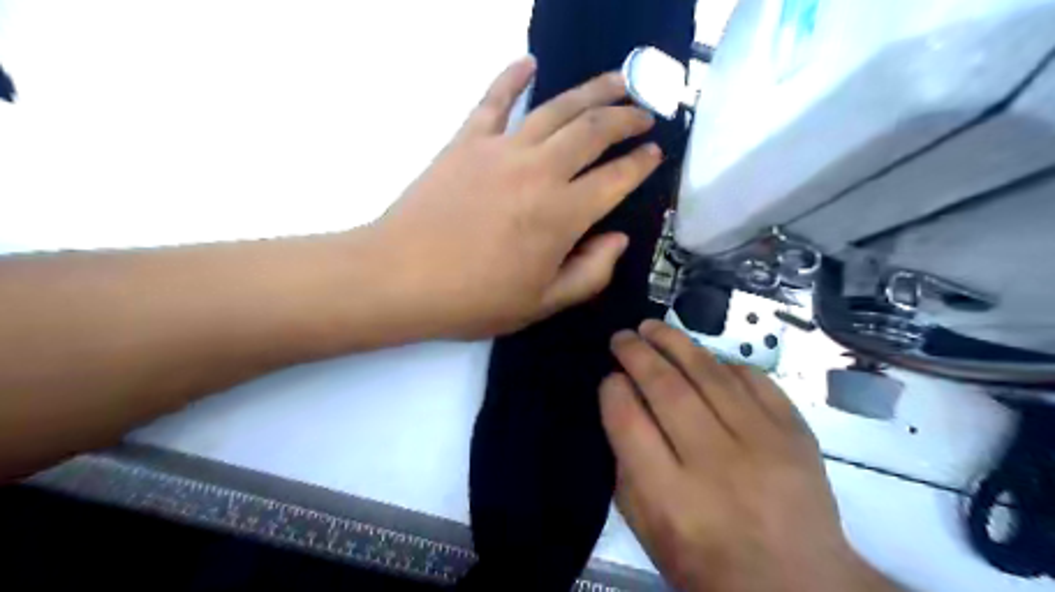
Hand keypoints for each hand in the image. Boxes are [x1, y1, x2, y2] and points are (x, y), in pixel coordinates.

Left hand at [373, 59, 656, 342]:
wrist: (400, 278)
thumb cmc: (474, 299)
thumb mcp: (542, 303)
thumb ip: (591, 273)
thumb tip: (618, 240)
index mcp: (563, 215)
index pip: (617, 179)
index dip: (642, 165)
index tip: (656, 154)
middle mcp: (540, 171)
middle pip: (595, 130)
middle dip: (628, 117)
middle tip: (645, 113)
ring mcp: (502, 149)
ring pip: (557, 107)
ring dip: (593, 90)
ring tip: (618, 80)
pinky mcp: (466, 140)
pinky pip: (494, 99)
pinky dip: (513, 76)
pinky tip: (530, 62)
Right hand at [601, 322, 896, 589]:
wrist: (801, 587)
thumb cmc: (711, 566)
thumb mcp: (650, 533)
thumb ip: (627, 471)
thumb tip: (621, 407)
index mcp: (671, 499)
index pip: (629, 422)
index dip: (613, 390)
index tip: (609, 378)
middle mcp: (715, 464)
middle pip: (666, 389)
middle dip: (637, 354)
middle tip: (622, 337)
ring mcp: (762, 444)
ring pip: (709, 374)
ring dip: (675, 343)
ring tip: (653, 327)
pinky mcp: (795, 433)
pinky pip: (753, 380)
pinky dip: (723, 362)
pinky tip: (703, 357)